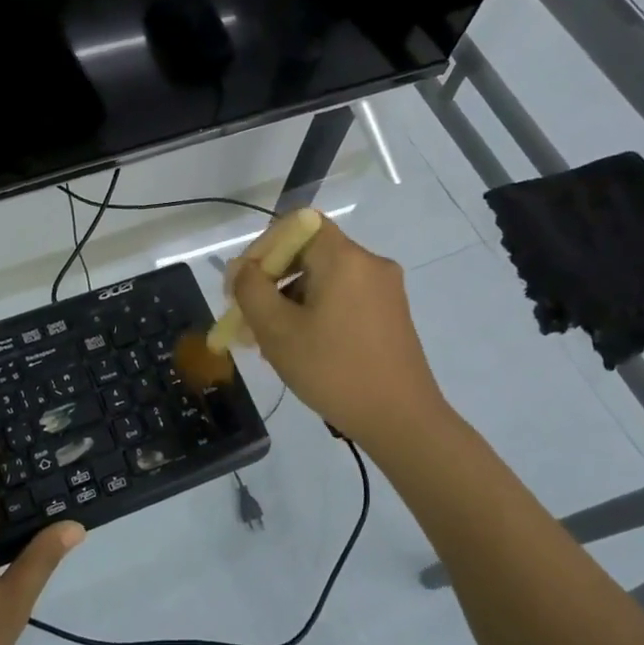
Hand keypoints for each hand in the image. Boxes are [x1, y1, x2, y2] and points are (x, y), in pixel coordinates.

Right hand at [228, 218, 446, 446]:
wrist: (401, 420)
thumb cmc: (333, 370)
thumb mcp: (277, 330)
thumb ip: (250, 290)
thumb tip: (241, 268)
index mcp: (344, 258)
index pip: (297, 225)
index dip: (264, 247)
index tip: (245, 284)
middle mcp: (370, 264)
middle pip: (309, 252)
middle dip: (273, 280)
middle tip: (248, 317)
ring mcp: (385, 290)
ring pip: (325, 279)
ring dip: (291, 300)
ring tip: (270, 341)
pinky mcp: (391, 314)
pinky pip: (344, 298)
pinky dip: (316, 312)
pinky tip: (302, 348)